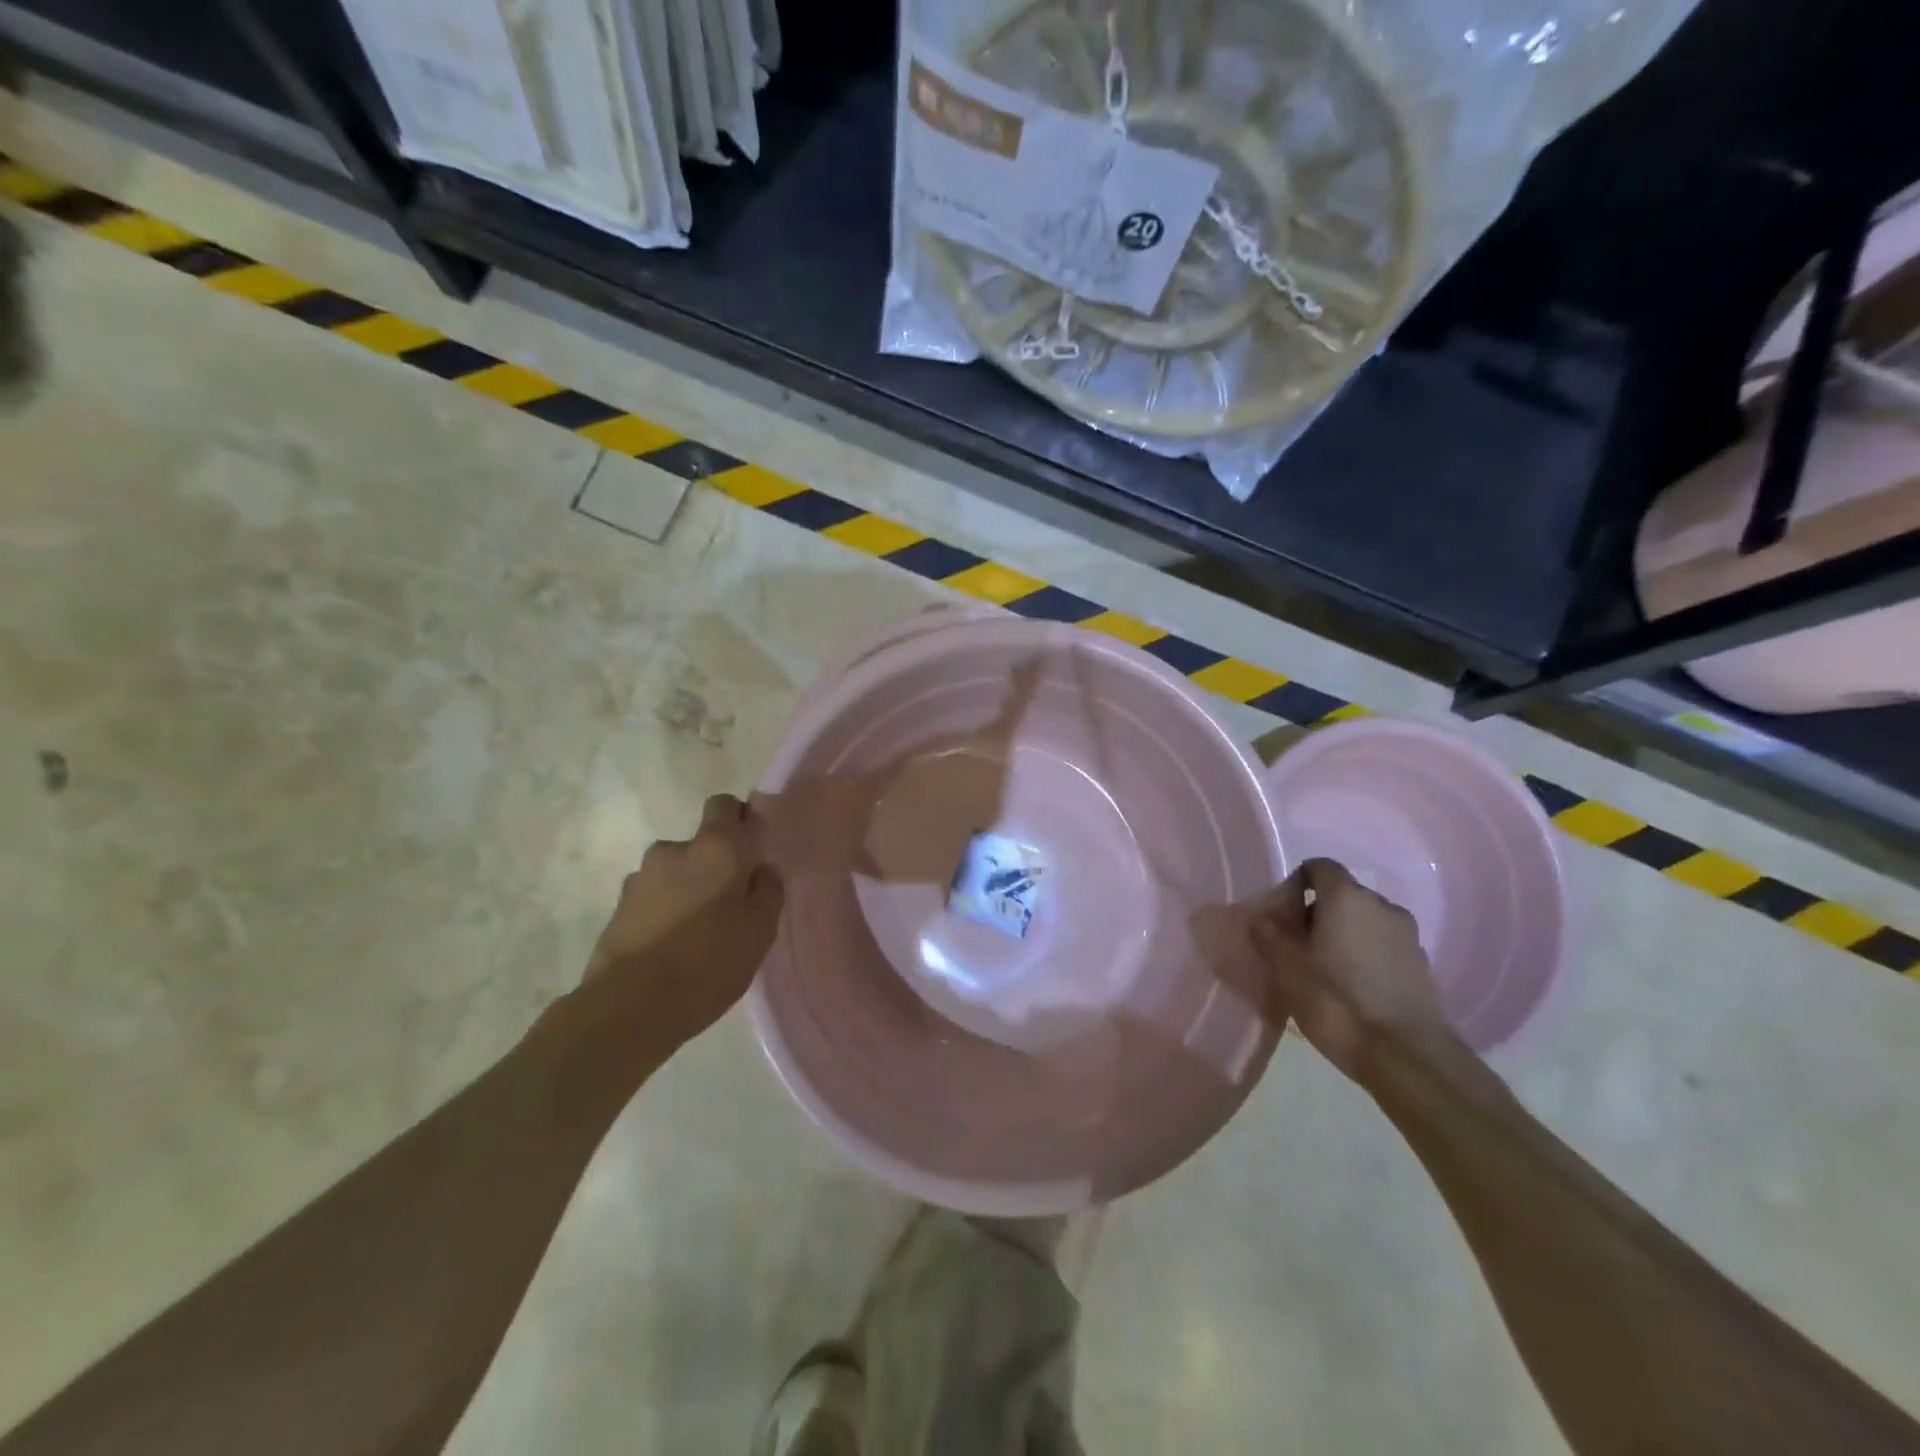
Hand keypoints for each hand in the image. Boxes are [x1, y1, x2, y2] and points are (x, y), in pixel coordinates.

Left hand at [583, 793, 784, 1049]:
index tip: (751, 851)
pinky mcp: (617, 909)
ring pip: (674, 874)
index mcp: (715, 847)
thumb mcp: (760, 930)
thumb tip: (761, 870)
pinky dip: (663, 914)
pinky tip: (672, 949)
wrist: (630, 1008)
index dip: (739, 821)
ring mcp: (639, 879)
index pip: (724, 804)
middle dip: (713, 866)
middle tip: (729, 904)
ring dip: (686, 891)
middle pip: (700, 845)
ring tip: (698, 933)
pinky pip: (652, 900)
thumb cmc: (709, 962)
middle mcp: (673, 850)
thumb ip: (767, 890)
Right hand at [1250, 858, 1448, 1085]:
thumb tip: (1262, 916)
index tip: (1282, 915)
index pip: (1318, 867)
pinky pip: (1383, 945)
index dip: (1296, 884)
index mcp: (1346, 897)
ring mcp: (1407, 935)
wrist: (1407, 1056)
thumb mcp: (1286, 967)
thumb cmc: (1337, 1002)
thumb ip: (1269, 934)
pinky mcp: (1421, 965)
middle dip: (1317, 912)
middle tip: (1297, 946)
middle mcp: (1381, 905)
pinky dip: (1365, 955)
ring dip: (1343, 935)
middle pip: (1342, 894)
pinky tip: (1352, 988)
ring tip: (1325, 970)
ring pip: (1364, 921)